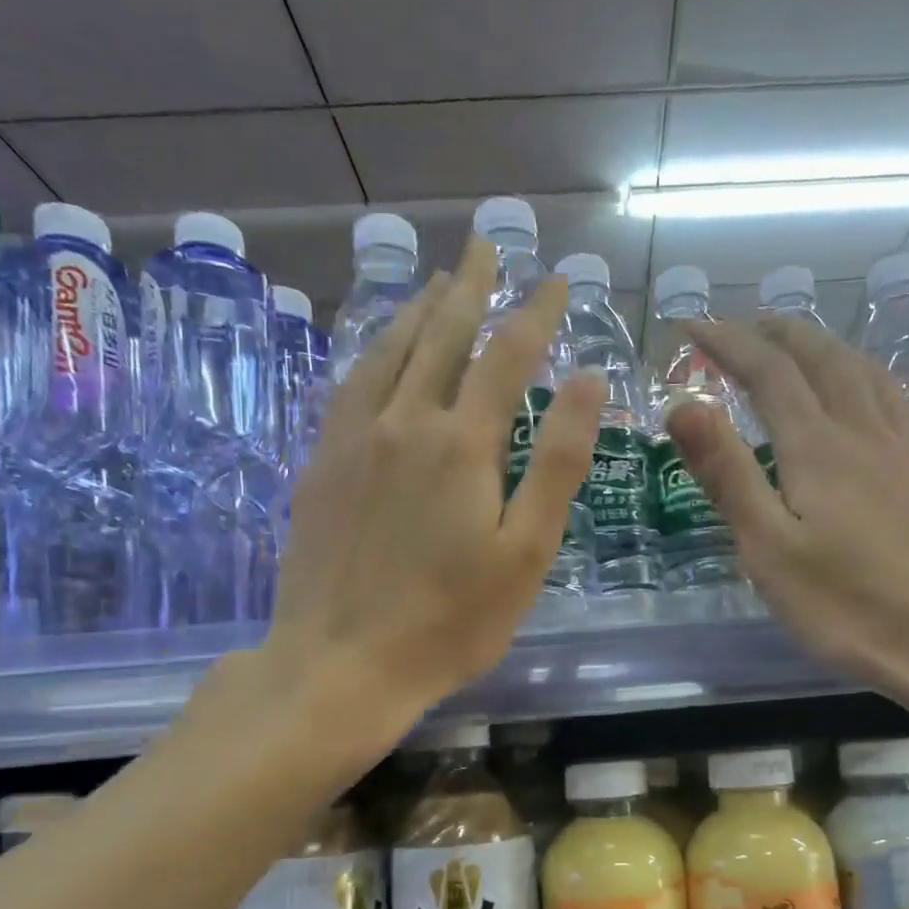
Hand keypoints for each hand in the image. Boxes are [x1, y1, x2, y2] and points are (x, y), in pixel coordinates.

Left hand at [210, 239, 602, 754]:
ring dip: (417, 311)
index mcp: (462, 443)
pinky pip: (349, 387)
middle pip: (440, 336)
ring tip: (435, 282)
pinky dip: (371, 354)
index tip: (557, 279)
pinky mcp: (321, 467)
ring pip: (387, 353)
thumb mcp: (525, 552)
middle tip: (485, 245)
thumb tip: (587, 381)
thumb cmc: (451, 621)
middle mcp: (404, 423)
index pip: (506, 355)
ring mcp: (353, 441)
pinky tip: (376, 353)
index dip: (535, 312)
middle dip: (469, 288)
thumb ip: (556, 463)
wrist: (342, 663)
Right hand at [669, 315, 908, 722]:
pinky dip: (869, 375)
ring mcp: (908, 448)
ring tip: (798, 344)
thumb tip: (682, 403)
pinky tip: (869, 389)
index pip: (766, 371)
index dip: (726, 341)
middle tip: (742, 326)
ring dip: (824, 345)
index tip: (691, 325)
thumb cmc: (848, 607)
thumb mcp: (769, 550)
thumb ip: (727, 475)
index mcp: (817, 448)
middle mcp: (864, 431)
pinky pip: (899, 398)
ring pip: (864, 371)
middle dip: (776, 333)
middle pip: (820, 357)